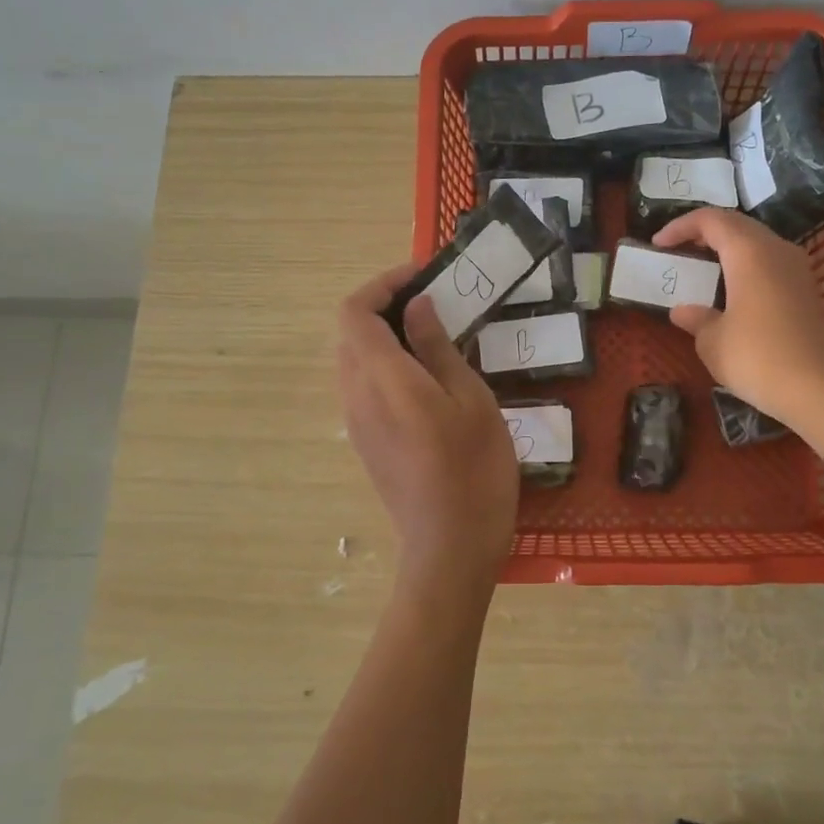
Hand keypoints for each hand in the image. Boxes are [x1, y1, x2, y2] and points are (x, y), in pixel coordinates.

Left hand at [336, 265, 519, 608]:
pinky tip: (428, 377)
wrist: (449, 545)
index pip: (354, 311)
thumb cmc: (473, 469)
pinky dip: (387, 364)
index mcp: (382, 378)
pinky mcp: (366, 441)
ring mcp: (357, 421)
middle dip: (385, 306)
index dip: (382, 284)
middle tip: (436, 304)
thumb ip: (437, 348)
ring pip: (355, 359)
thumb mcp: (470, 399)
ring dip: (386, 336)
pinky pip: (364, 385)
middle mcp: (356, 394)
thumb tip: (418, 307)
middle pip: (350, 333)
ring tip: (436, 336)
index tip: (423, 277)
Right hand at [652, 208, 823, 426]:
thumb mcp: (712, 341)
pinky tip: (731, 294)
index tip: (657, 243)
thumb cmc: (758, 357)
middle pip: (737, 225)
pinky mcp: (807, 292)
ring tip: (702, 270)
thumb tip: (683, 311)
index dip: (680, 226)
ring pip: (756, 244)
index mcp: (748, 252)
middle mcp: (776, 250)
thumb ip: (696, 319)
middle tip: (678, 251)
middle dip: (704, 233)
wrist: (821, 390)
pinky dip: (745, 269)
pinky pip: (769, 265)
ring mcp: (797, 270)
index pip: (711, 219)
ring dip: (727, 250)